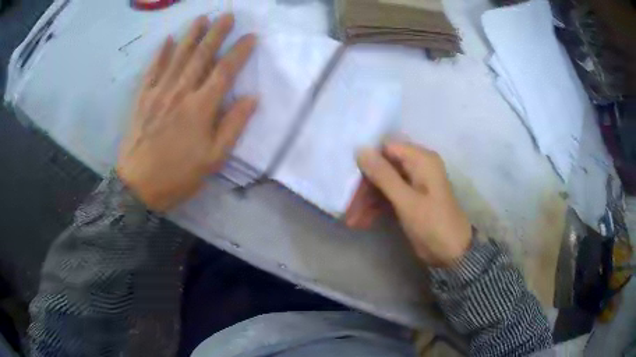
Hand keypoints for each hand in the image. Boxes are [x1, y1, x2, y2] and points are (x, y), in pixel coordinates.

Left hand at [117, 14, 256, 211]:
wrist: (138, 187)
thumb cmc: (178, 176)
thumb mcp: (214, 159)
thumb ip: (233, 126)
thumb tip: (253, 98)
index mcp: (201, 107)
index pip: (225, 71)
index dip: (240, 52)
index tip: (251, 37)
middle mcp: (181, 92)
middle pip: (202, 56)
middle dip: (216, 33)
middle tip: (227, 15)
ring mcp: (159, 92)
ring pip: (178, 57)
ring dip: (192, 35)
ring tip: (202, 18)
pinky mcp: (142, 98)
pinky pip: (152, 70)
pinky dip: (161, 54)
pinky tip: (168, 40)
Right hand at [356, 142, 471, 266]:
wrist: (452, 253)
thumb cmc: (432, 224)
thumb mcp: (406, 200)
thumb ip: (383, 175)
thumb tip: (360, 149)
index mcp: (422, 159)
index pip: (387, 148)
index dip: (367, 159)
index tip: (348, 175)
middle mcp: (417, 166)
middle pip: (383, 167)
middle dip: (364, 186)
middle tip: (348, 205)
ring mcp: (413, 183)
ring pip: (383, 183)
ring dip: (367, 199)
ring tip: (352, 219)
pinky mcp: (410, 198)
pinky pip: (388, 196)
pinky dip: (376, 207)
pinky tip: (362, 221)